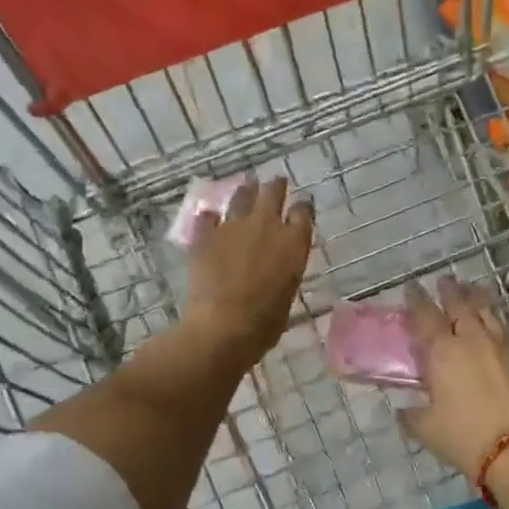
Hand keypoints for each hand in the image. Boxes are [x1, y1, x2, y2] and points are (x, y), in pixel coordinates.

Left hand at [184, 176, 313, 366]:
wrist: (224, 325)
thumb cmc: (266, 320)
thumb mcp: (288, 290)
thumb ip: (285, 267)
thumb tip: (277, 264)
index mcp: (294, 241)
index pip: (302, 211)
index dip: (301, 207)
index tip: (300, 207)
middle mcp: (266, 224)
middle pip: (273, 192)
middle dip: (275, 186)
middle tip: (275, 183)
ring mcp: (233, 226)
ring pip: (241, 196)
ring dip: (245, 191)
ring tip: (246, 187)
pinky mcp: (205, 234)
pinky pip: (208, 217)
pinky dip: (211, 217)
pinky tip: (209, 216)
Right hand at [401, 278, 508, 485]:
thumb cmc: (466, 437)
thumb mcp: (428, 430)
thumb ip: (412, 417)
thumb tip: (403, 412)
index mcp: (444, 351)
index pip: (426, 316)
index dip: (417, 299)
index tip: (412, 286)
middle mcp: (474, 340)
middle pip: (462, 305)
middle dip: (451, 290)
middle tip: (445, 280)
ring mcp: (505, 347)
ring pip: (490, 313)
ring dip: (479, 299)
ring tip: (474, 290)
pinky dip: (505, 325)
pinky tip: (506, 326)